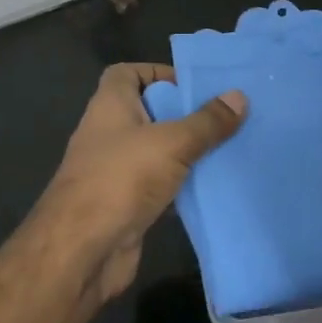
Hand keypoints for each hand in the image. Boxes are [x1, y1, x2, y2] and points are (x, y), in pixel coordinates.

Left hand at [39, 64, 245, 305]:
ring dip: (187, 151)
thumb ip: (206, 122)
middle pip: (148, 112)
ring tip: (230, 148)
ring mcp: (115, 170)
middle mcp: (109, 133)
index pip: (127, 73)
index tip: (193, 84)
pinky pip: (159, 185)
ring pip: (157, 152)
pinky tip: (214, 186)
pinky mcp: (126, 204)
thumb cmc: (121, 179)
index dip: (157, 72)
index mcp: (110, 106)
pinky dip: (182, 185)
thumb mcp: (171, 143)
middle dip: (184, 114)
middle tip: (225, 116)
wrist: (83, 250)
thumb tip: (239, 96)